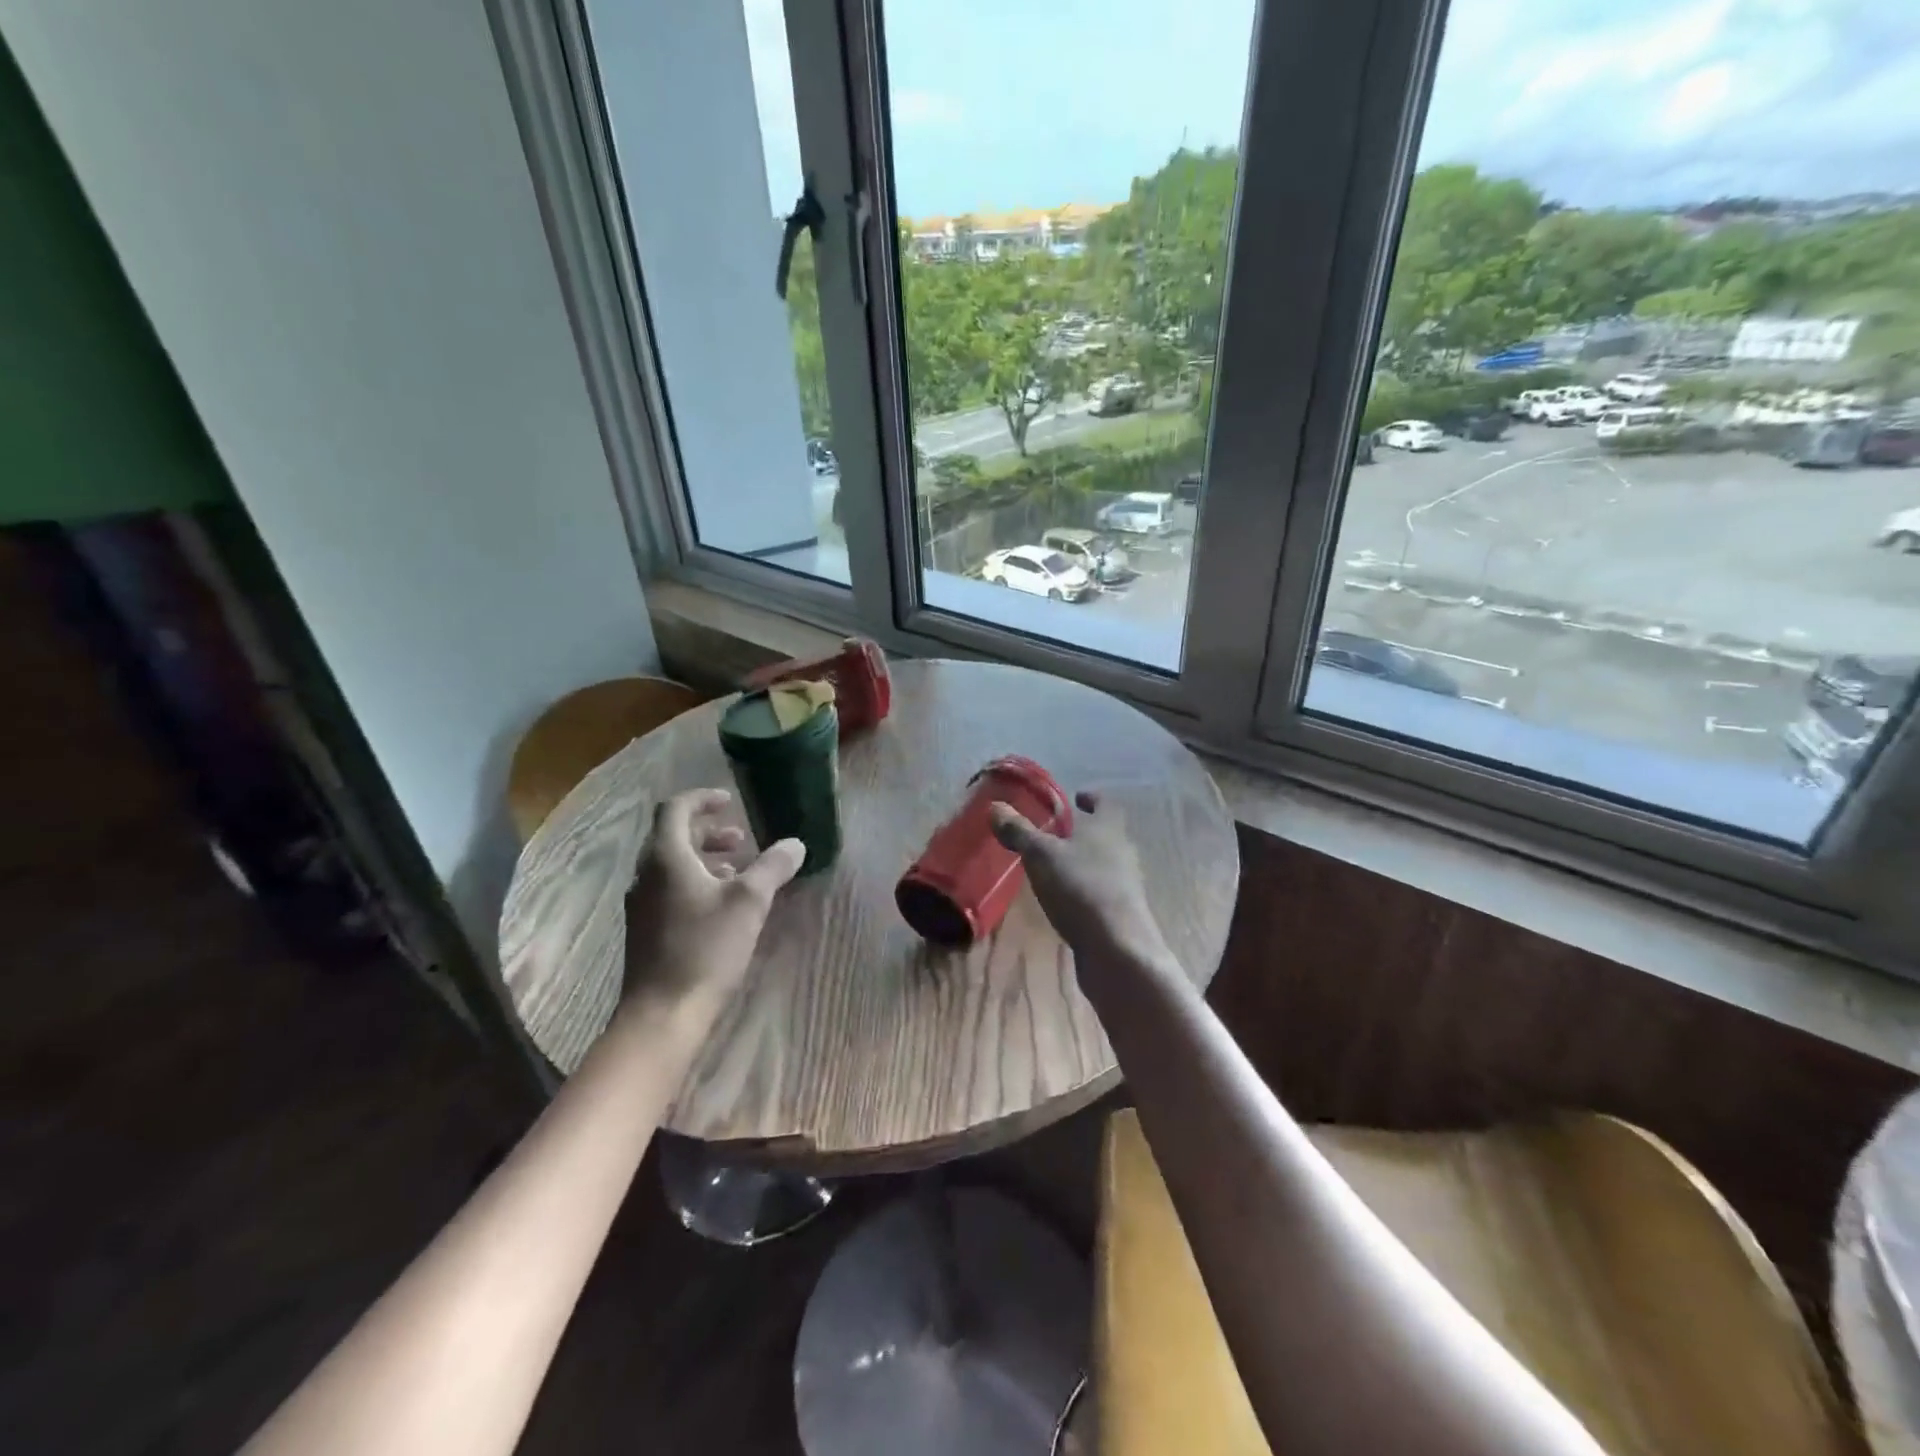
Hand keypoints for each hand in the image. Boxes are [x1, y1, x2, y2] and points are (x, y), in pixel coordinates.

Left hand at [621, 788, 804, 1015]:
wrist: (663, 1014)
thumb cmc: (705, 948)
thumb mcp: (749, 903)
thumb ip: (773, 867)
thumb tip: (795, 844)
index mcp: (666, 857)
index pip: (675, 809)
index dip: (703, 799)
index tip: (730, 802)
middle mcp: (646, 874)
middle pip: (672, 836)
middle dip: (708, 831)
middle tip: (741, 838)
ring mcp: (642, 904)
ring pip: (671, 864)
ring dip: (704, 858)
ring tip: (738, 871)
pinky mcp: (646, 929)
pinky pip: (669, 888)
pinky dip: (695, 882)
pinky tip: (721, 906)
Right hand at [990, 790, 1173, 981]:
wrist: (1118, 949)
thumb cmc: (1080, 888)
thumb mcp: (1041, 855)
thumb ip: (1019, 831)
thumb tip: (995, 806)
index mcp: (1108, 828)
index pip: (1104, 803)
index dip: (1090, 798)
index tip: (1075, 797)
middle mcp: (1123, 851)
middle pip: (1105, 834)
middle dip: (1082, 832)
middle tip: (1054, 834)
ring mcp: (1126, 885)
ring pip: (1104, 864)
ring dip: (1083, 863)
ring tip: (1054, 868)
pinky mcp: (1121, 914)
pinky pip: (1100, 892)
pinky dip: (1083, 890)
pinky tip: (1065, 901)